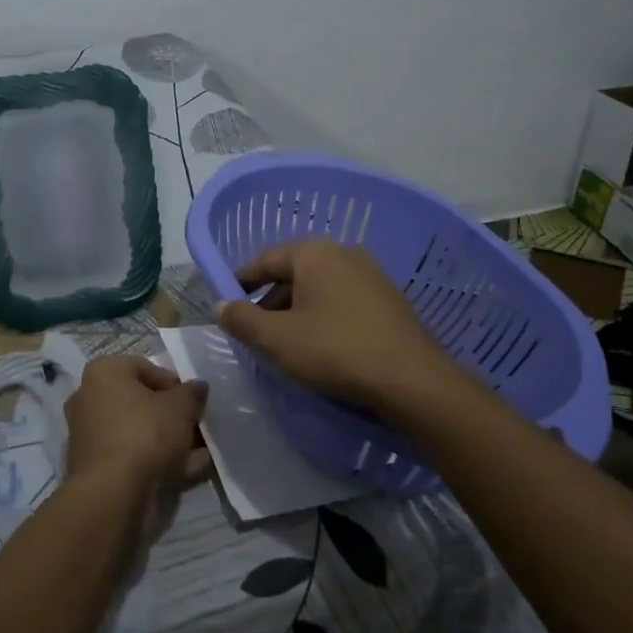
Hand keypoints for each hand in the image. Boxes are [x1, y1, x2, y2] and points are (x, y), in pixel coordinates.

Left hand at [63, 357, 209, 500]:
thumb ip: (192, 393)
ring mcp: (87, 433)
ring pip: (135, 430)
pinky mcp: (91, 464)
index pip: (145, 368)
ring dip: (166, 439)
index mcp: (103, 372)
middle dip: (170, 414)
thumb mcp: (181, 407)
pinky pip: (129, 454)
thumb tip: (197, 387)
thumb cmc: (145, 433)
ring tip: (197, 453)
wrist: (112, 493)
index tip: (192, 402)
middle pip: (139, 401)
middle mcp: (88, 397)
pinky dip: (153, 459)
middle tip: (195, 427)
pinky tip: (184, 471)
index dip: (174, 384)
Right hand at [216, 238, 459, 412]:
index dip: (241, 280)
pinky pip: (343, 300)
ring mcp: (371, 275)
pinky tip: (320, 345)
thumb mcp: (276, 339)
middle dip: (270, 299)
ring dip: (297, 310)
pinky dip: (323, 316)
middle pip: (294, 273)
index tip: (226, 302)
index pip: (265, 259)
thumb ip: (242, 319)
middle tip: (254, 330)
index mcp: (314, 253)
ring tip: (285, 342)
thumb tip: (221, 305)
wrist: (411, 379)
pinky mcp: (389, 300)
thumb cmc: (334, 350)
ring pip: (319, 288)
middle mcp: (343, 253)